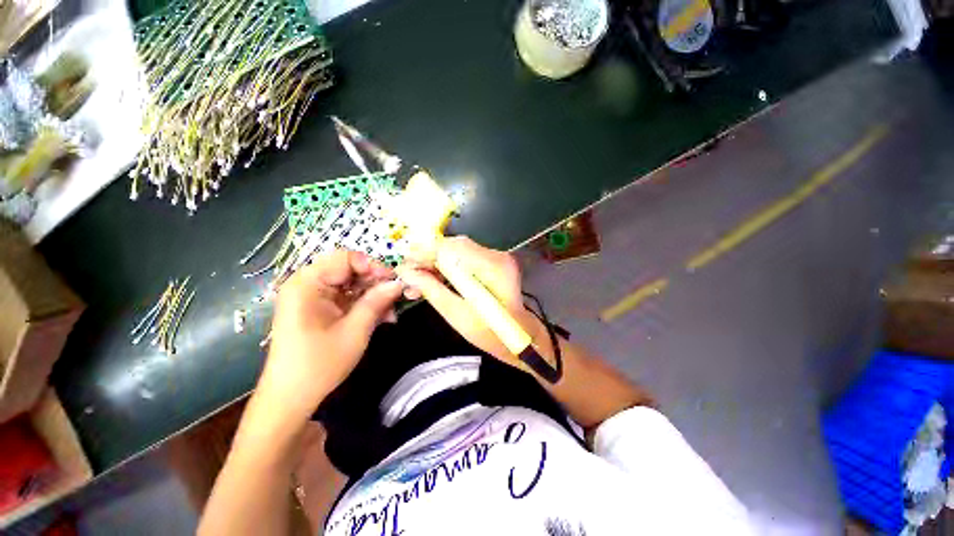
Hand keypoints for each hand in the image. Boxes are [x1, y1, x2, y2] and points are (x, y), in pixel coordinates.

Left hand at [257, 250, 402, 423]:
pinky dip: (366, 306)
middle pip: (350, 270)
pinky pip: (349, 299)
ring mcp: (315, 298)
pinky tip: (382, 319)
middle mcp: (309, 285)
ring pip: (353, 285)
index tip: (392, 281)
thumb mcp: (355, 330)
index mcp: (308, 284)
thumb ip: (377, 301)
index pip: (346, 258)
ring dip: (374, 296)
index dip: (372, 266)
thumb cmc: (319, 363)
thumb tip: (399, 282)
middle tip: (397, 297)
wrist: (291, 399)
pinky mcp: (321, 310)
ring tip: (391, 313)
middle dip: (376, 283)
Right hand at [396, 236, 538, 365]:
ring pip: (457, 251)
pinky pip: (465, 258)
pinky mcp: (493, 262)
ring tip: (417, 281)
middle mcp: (497, 256)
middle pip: (455, 246)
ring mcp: (497, 258)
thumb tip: (406, 272)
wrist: (518, 336)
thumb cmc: (490, 333)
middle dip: (428, 257)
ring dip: (436, 263)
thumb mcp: (456, 314)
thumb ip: (431, 290)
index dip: (425, 252)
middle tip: (408, 273)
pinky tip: (433, 278)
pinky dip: (447, 266)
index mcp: (492, 269)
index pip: (453, 249)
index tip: (404, 261)